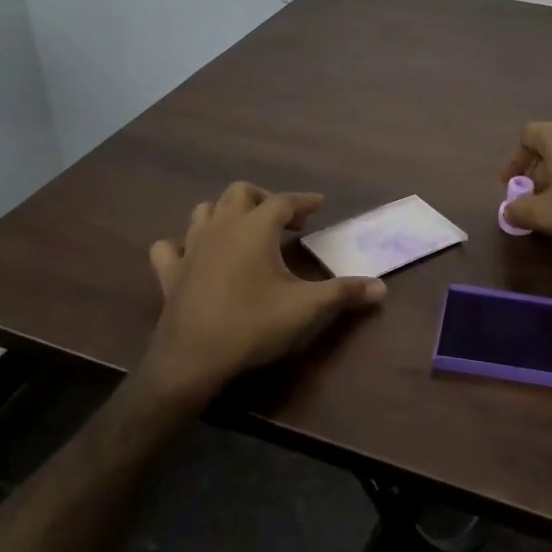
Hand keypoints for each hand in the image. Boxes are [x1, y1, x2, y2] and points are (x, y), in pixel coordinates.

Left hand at [143, 182, 385, 402]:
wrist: (192, 358)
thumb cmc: (253, 324)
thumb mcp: (306, 308)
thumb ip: (344, 293)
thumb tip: (381, 287)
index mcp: (255, 227)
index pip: (284, 200)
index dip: (304, 201)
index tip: (319, 205)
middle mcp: (221, 227)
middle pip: (240, 193)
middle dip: (264, 199)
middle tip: (284, 221)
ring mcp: (190, 247)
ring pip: (204, 211)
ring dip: (225, 214)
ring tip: (243, 232)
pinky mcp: (169, 272)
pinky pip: (170, 247)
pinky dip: (183, 245)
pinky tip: (195, 257)